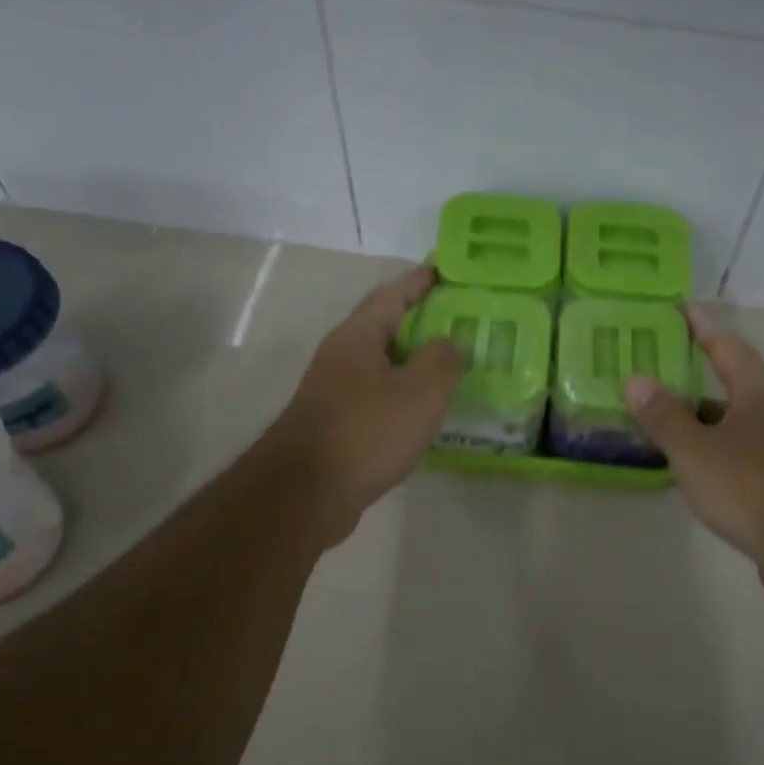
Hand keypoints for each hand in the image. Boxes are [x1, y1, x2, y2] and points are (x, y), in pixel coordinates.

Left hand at [271, 265, 463, 546]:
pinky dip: (401, 395)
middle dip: (419, 321)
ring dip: (411, 362)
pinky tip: (421, 413)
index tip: (444, 271)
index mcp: (358, 337)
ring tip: (448, 367)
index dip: (419, 281)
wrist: (305, 493)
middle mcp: (341, 357)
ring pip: (380, 365)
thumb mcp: (420, 392)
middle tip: (458, 321)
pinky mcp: (334, 425)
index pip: (392, 295)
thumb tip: (448, 343)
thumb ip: (442, 361)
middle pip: (384, 327)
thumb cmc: (366, 432)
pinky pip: (375, 397)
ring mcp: (333, 392)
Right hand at [624, 307, 763, 606]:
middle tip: (652, 375)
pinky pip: (738, 457)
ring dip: (700, 423)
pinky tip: (689, 470)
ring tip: (659, 423)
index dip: (702, 328)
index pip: (727, 347)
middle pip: (730, 387)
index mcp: (758, 393)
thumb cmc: (752, 486)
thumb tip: (635, 378)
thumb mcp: (696, 450)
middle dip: (693, 381)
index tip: (680, 310)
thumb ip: (664, 416)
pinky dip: (712, 455)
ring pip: (733, 426)